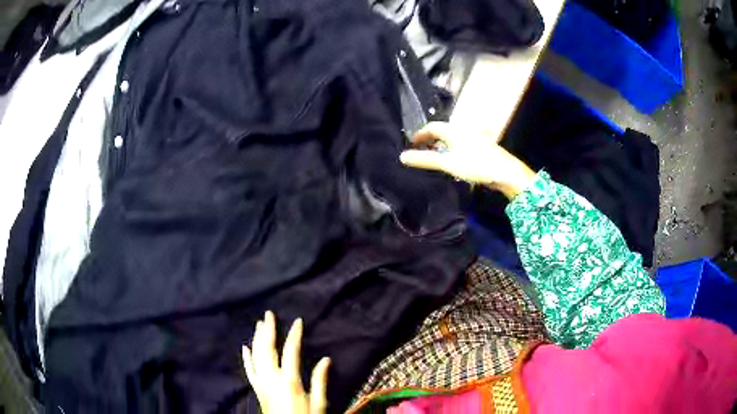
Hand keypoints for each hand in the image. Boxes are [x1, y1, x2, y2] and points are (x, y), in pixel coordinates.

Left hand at [242, 311, 330, 413]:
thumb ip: (320, 381)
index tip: (298, 320)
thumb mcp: (318, 404)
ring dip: (257, 338)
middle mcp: (271, 379)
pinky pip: (249, 370)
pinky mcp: (257, 389)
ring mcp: (261, 383)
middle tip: (269, 313)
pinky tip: (245, 347)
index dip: (294, 334)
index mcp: (289, 381)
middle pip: (267, 349)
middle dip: (268, 330)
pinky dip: (246, 357)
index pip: (290, 351)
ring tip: (258, 324)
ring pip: (256, 356)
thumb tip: (326, 359)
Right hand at [400, 122, 536, 198]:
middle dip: (431, 138)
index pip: (431, 127)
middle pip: (443, 130)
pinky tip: (456, 158)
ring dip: (443, 143)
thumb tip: (402, 156)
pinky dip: (454, 147)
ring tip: (437, 155)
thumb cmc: (475, 164)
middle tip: (423, 150)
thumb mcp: (447, 163)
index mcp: (453, 129)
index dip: (420, 134)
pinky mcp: (482, 143)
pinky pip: (463, 140)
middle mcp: (463, 128)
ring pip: (454, 135)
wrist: (504, 171)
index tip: (412, 144)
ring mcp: (475, 135)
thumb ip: (425, 160)